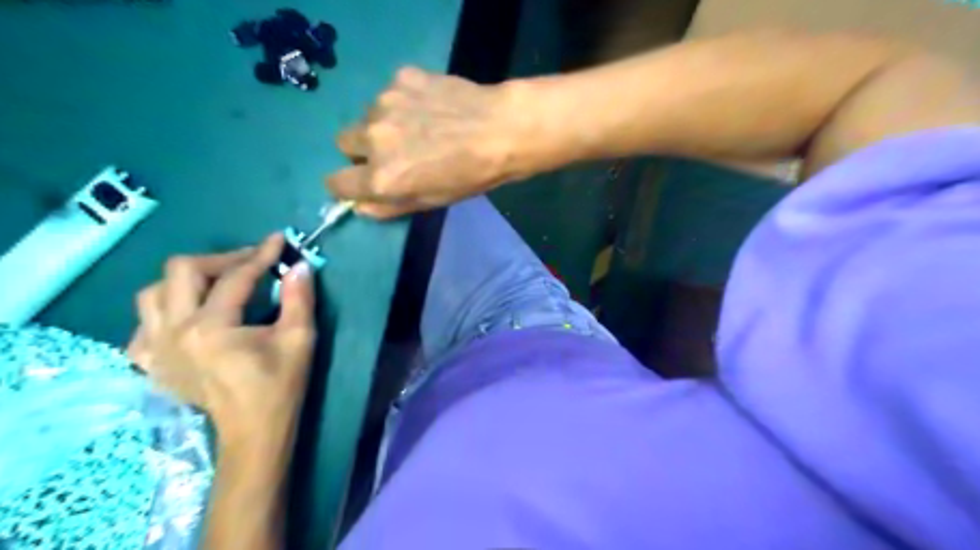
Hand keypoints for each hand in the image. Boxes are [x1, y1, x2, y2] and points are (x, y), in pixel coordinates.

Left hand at [124, 231, 314, 449]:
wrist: (253, 431)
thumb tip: (298, 265)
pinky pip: (144, 324)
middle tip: (251, 262)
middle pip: (182, 271)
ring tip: (219, 284)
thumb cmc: (280, 386)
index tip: (279, 240)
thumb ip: (299, 298)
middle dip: (221, 258)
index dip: (260, 254)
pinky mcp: (151, 362)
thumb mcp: (299, 339)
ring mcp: (154, 348)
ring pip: (153, 292)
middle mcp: (173, 332)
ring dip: (188, 280)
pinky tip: (189, 316)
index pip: (235, 277)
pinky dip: (165, 311)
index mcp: (211, 328)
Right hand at [327, 66, 519, 216]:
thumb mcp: (430, 203)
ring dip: (384, 123)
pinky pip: (390, 93)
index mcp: (381, 177)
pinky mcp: (401, 78)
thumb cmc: (470, 176)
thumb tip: (358, 205)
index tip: (356, 180)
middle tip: (394, 150)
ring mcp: (385, 103)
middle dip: (361, 149)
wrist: (501, 130)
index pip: (335, 182)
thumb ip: (388, 207)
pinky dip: (404, 101)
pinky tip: (431, 106)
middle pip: (344, 141)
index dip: (344, 184)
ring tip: (421, 126)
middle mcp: (374, 138)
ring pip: (368, 115)